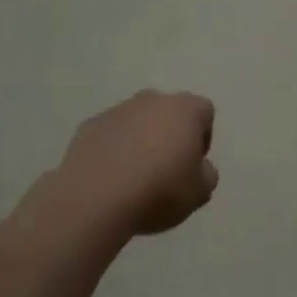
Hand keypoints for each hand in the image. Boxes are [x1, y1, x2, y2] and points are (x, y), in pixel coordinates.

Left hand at [59, 91, 218, 235]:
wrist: (96, 197)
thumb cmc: (158, 190)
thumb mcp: (199, 193)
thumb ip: (207, 174)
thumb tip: (199, 168)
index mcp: (185, 109)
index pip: (204, 112)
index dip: (202, 138)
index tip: (192, 165)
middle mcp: (153, 99)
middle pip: (169, 112)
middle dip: (169, 135)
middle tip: (165, 170)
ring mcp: (118, 110)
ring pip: (137, 121)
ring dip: (139, 141)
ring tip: (133, 177)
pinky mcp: (90, 125)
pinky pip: (110, 134)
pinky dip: (113, 150)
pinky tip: (109, 178)